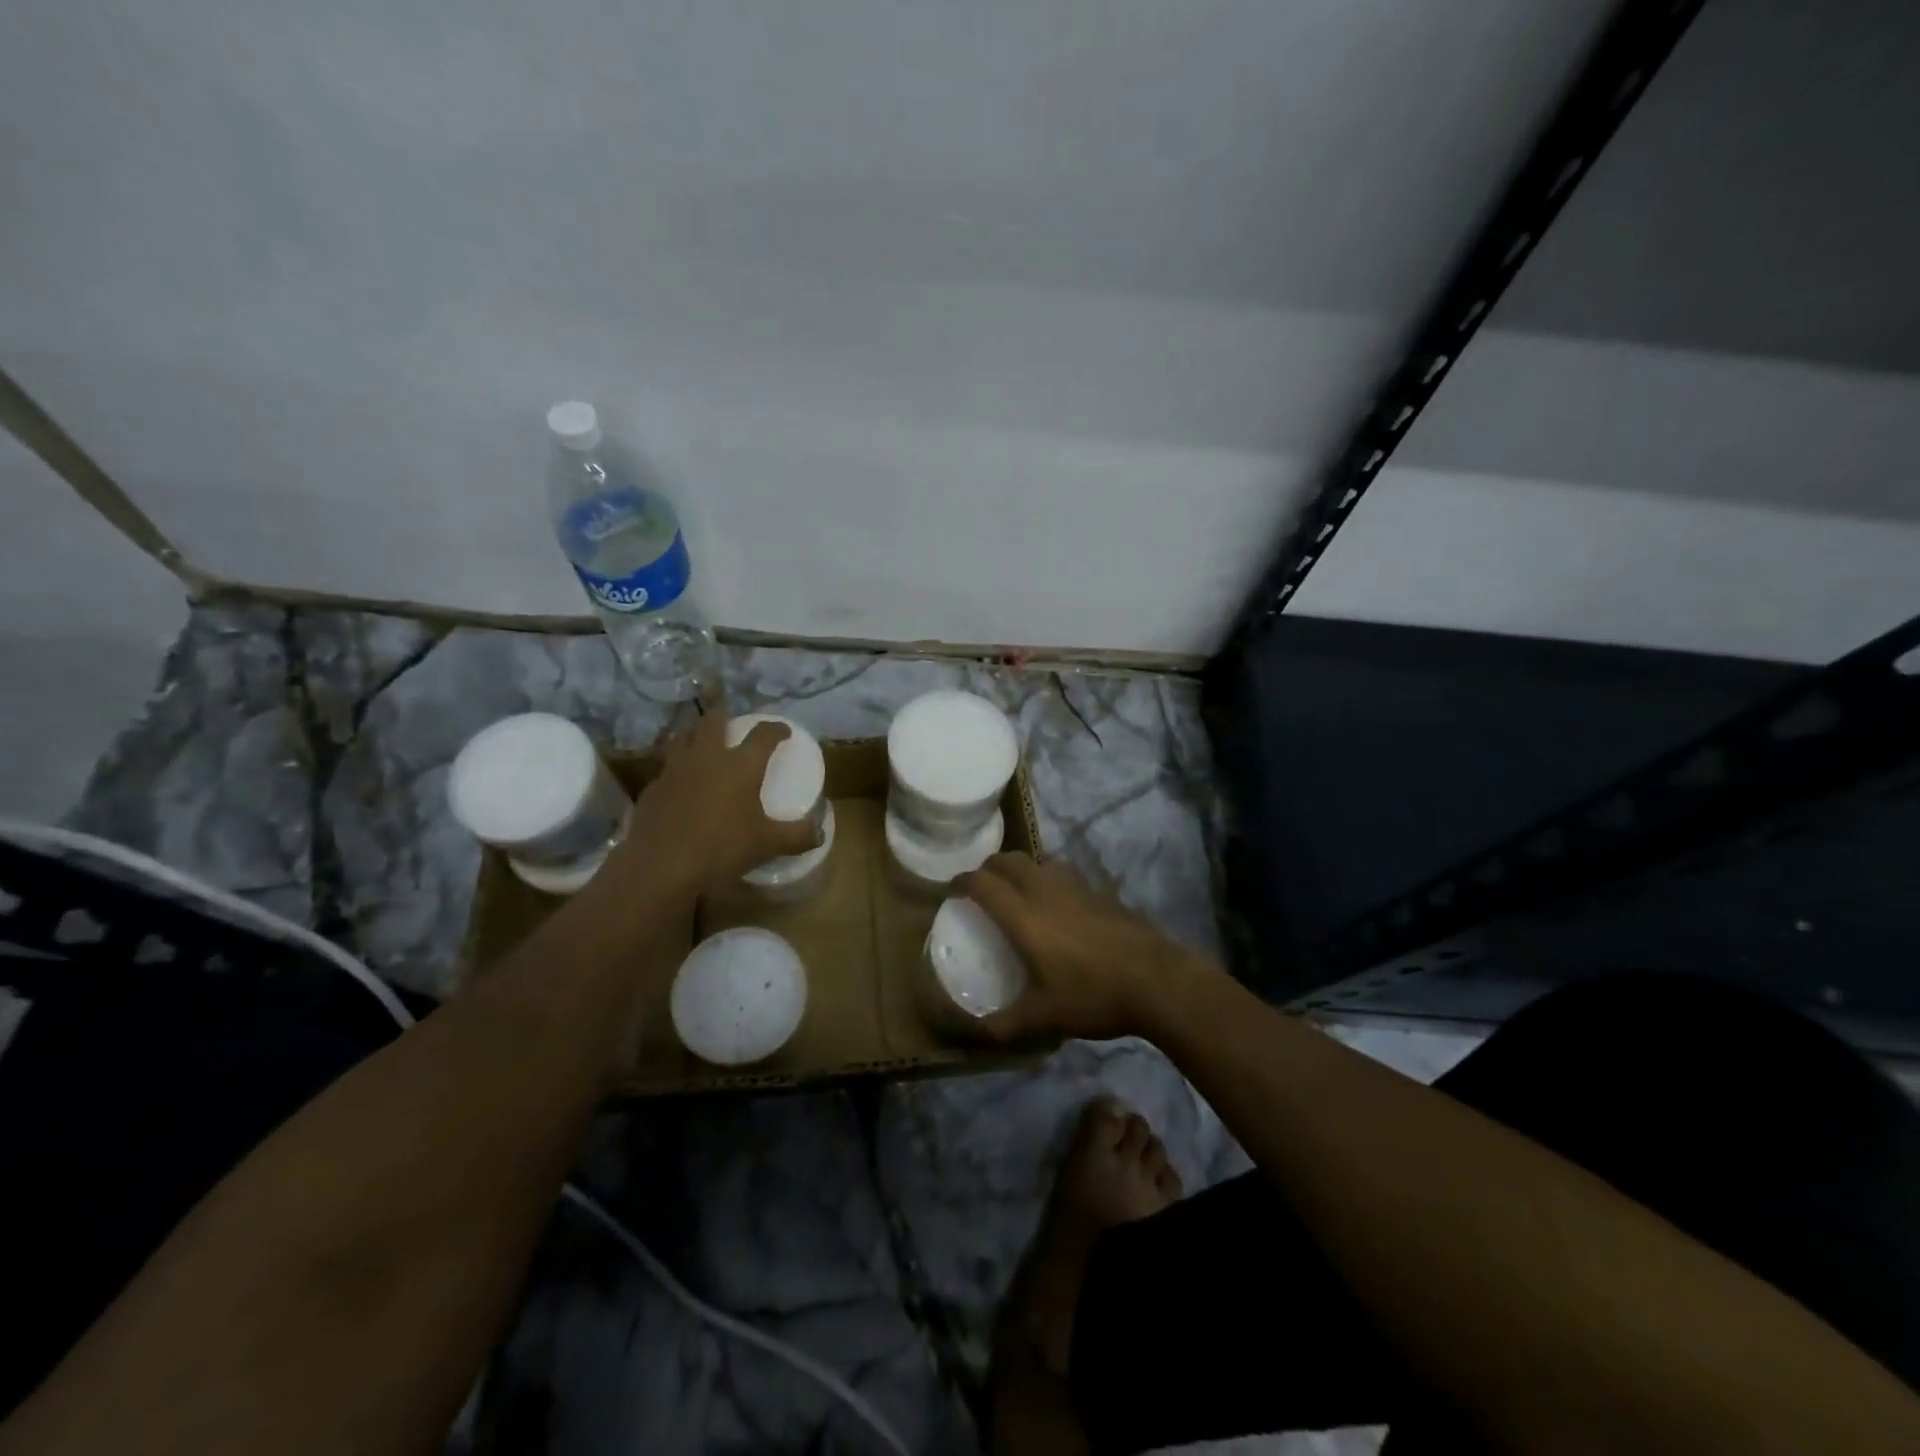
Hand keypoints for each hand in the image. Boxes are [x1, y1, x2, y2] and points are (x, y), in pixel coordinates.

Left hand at [617, 714, 820, 893]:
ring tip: (702, 738)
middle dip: (725, 715)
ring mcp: (675, 769)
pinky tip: (680, 781)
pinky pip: (667, 766)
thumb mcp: (767, 845)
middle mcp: (708, 757)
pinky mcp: (653, 787)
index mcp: (741, 765)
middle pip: (714, 721)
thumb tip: (819, 833)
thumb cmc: (722, 848)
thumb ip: (796, 836)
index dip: (775, 729)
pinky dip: (677, 765)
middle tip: (732, 720)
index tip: (783, 730)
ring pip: (683, 736)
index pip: (763, 735)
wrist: (661, 865)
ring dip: (695, 732)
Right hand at [952, 853, 1206, 1045]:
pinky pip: (1064, 873)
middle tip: (981, 888)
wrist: (1157, 980)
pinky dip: (1049, 878)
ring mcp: (1077, 887)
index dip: (961, 882)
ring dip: (1021, 869)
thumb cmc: (1093, 995)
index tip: (951, 891)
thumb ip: (1004, 1025)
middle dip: (989, 867)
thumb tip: (972, 1033)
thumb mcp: (1044, 1018)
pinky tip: (1059, 904)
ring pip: (1039, 861)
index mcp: (1024, 916)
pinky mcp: (1101, 892)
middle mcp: (1046, 891)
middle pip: (1009, 860)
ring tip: (1017, 892)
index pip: (982, 883)